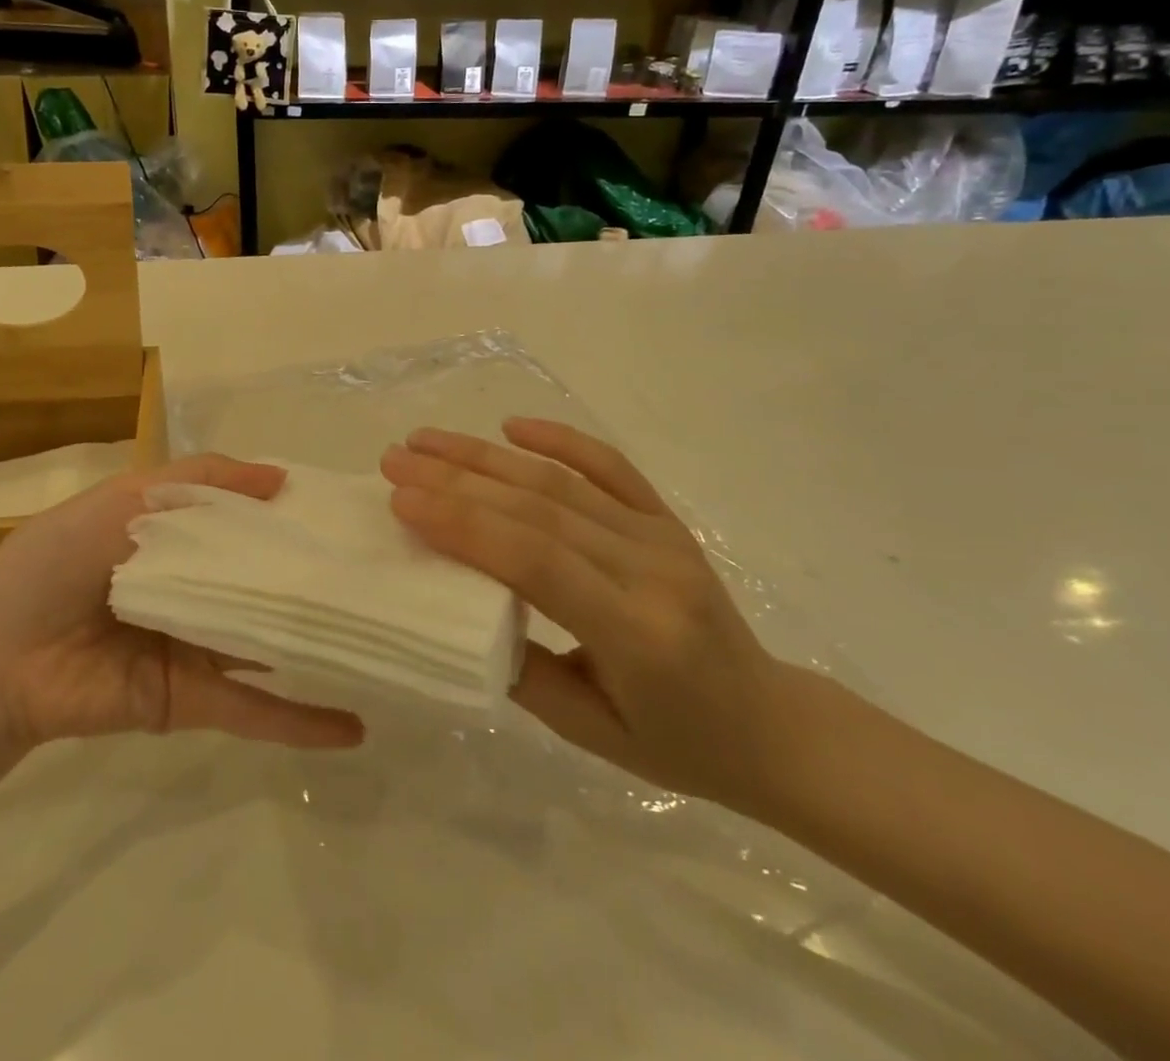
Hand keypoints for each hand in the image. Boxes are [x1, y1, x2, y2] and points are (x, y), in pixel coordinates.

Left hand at [0, 455, 363, 756]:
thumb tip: (282, 476)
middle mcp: (200, 587)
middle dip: (319, 578)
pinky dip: (301, 720)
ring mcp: (201, 645)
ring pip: (272, 642)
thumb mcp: (127, 496)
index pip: (252, 522)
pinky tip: (354, 723)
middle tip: (386, 574)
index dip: (295, 514)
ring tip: (385, 639)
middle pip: (269, 582)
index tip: (349, 512)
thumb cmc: (60, 560)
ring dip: (321, 644)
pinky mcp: (193, 699)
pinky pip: (255, 708)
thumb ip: (203, 480)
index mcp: (182, 537)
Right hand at [381, 420, 792, 810]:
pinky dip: (560, 438)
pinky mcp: (667, 519)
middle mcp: (649, 569)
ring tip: (427, 440)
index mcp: (633, 632)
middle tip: (396, 460)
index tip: (401, 500)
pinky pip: (610, 465)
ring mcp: (662, 536)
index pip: (533, 559)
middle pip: (538, 507)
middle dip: (457, 479)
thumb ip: (522, 671)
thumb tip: (457, 606)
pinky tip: (513, 425)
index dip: (462, 523)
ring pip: (560, 481)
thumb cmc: (678, 744)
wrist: (772, 726)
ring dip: (486, 455)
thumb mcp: (590, 734)